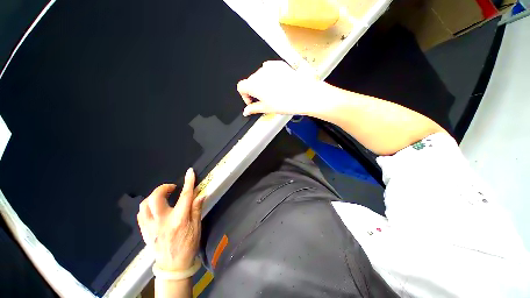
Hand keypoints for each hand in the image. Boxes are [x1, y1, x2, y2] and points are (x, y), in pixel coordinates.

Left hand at [137, 168, 204, 270]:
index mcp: (178, 220)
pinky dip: (147, 206)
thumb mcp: (197, 227)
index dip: (188, 182)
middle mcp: (162, 221)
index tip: (190, 172)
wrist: (173, 266)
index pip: (185, 196)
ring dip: (154, 196)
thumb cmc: (188, 245)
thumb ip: (196, 209)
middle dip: (163, 188)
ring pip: (144, 205)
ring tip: (163, 196)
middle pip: (156, 198)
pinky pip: (141, 214)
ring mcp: (150, 227)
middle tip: (172, 187)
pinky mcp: (144, 231)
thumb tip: (200, 194)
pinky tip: (155, 207)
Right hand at [237, 61, 327, 115]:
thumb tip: (246, 111)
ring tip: (273, 93)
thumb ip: (253, 109)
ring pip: (260, 76)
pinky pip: (269, 70)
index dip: (245, 96)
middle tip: (263, 100)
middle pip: (250, 81)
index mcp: (253, 84)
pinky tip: (278, 85)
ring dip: (262, 84)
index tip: (252, 102)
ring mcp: (270, 67)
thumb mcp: (267, 108)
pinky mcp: (279, 64)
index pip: (241, 87)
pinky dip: (270, 77)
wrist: (304, 95)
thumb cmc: (285, 103)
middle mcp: (259, 73)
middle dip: (254, 91)